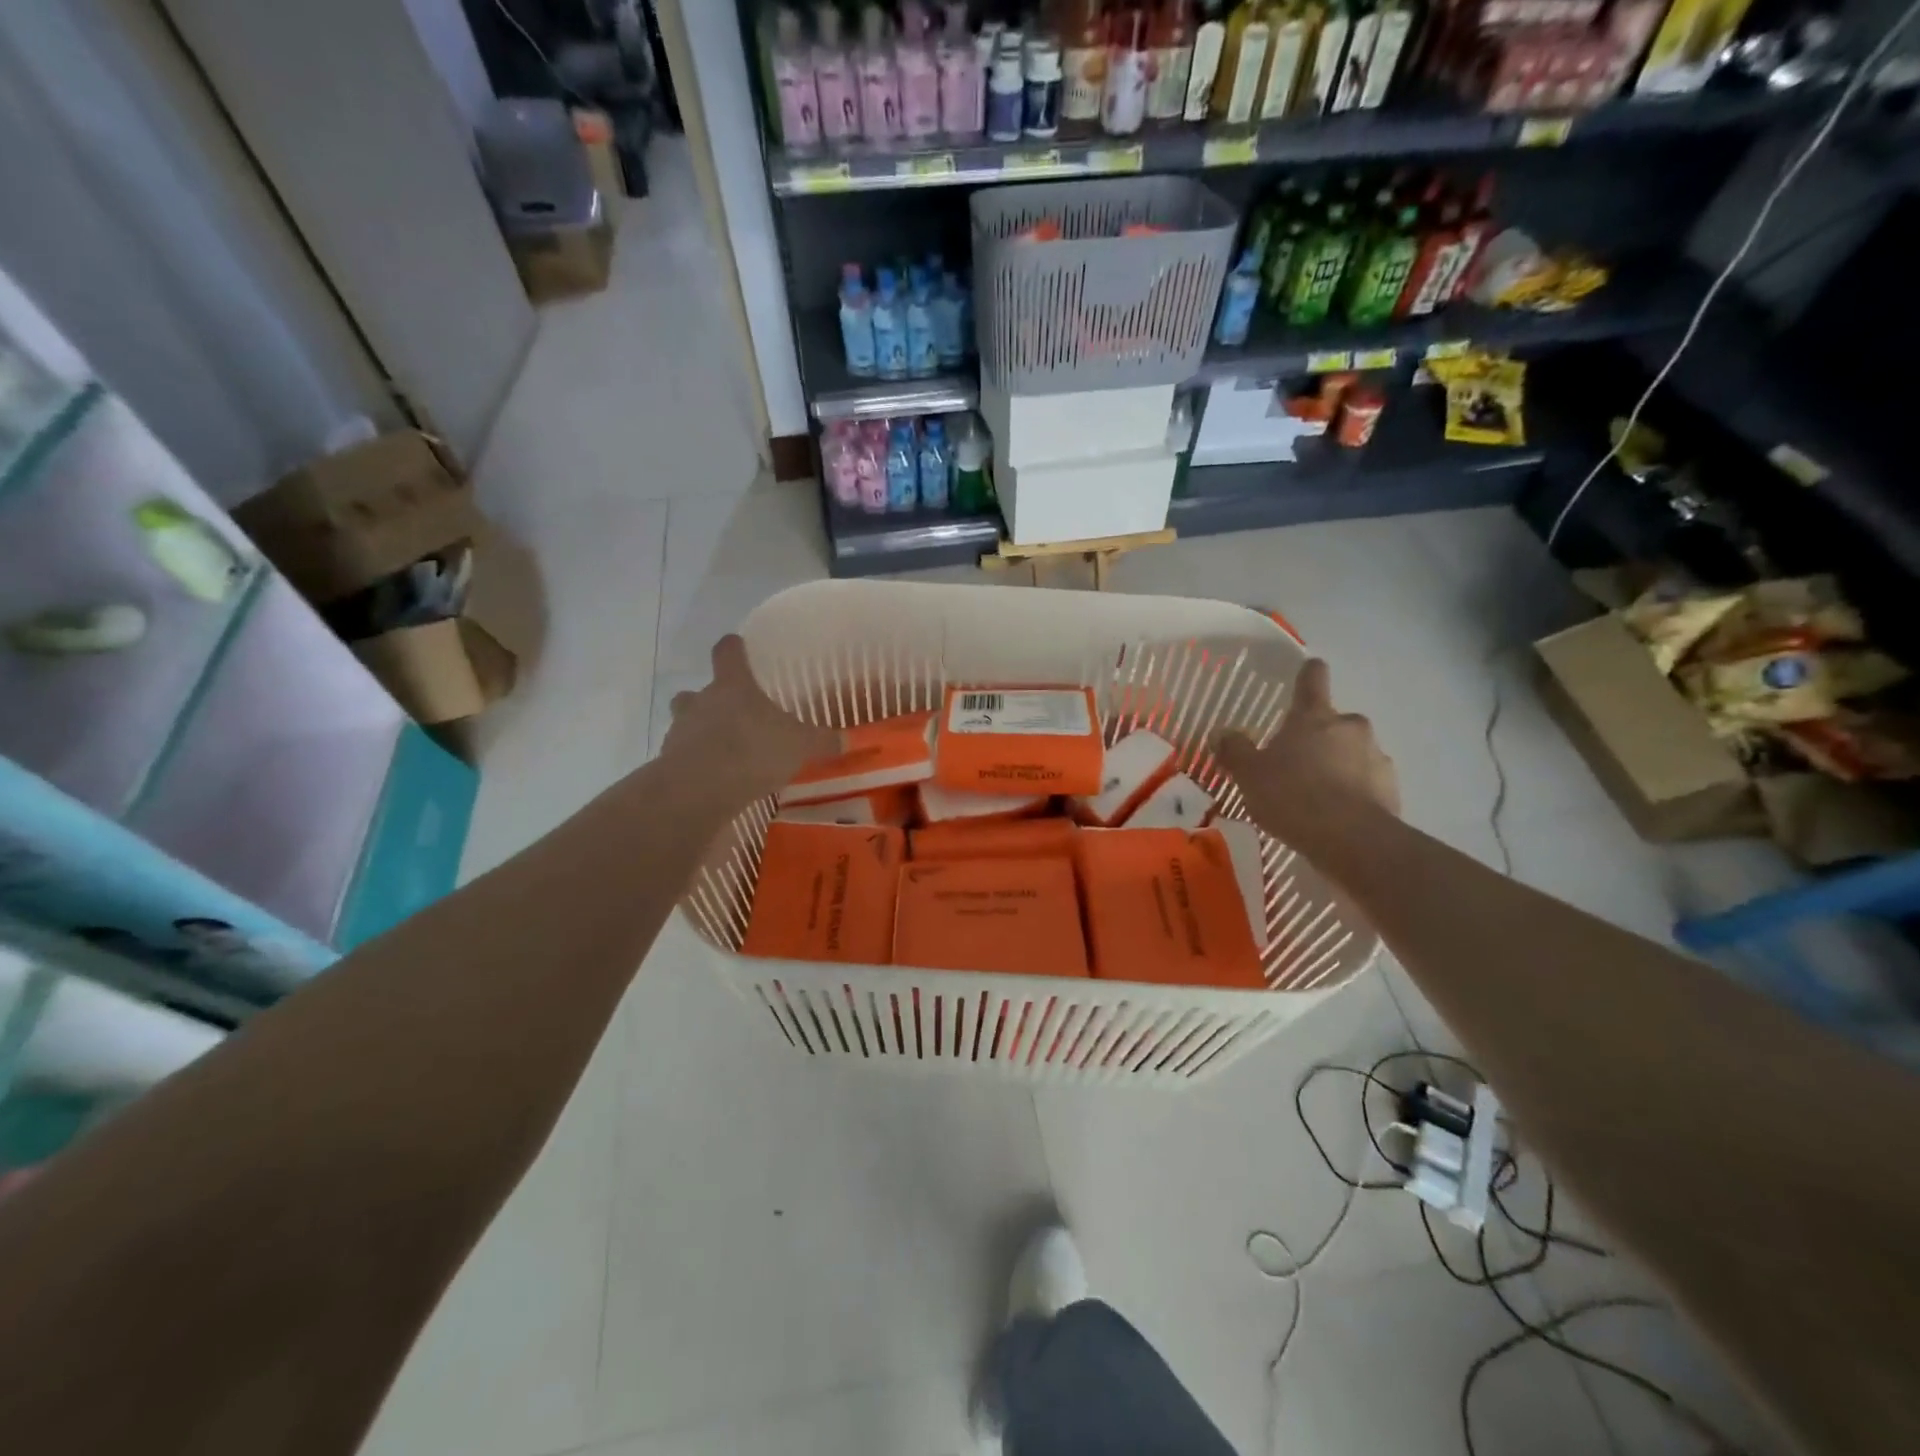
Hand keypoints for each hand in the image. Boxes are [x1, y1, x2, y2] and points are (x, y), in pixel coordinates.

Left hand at [659, 635, 840, 806]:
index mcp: (733, 685)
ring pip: (686, 722)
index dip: (733, 648)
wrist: (699, 790)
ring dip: (701, 732)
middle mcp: (701, 701)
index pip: (727, 652)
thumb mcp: (800, 746)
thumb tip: (849, 740)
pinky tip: (716, 779)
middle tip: (734, 714)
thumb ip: (823, 742)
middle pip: (698, 690)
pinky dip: (696, 764)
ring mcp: (680, 731)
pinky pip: (683, 756)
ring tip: (725, 752)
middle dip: (712, 700)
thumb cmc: (752, 751)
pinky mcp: (668, 762)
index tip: (737, 646)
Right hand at [1213, 658, 1398, 853]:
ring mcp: (1376, 756)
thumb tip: (1221, 732)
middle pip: (1334, 721)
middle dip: (1318, 736)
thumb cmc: (1292, 795)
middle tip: (1295, 762)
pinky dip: (1353, 792)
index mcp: (1313, 716)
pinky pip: (1367, 782)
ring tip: (1314, 795)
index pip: (1312, 678)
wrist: (1351, 840)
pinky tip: (1334, 815)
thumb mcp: (1249, 775)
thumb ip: (1234, 751)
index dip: (1308, 674)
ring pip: (1352, 752)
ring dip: (1337, 764)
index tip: (1306, 673)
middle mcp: (1350, 726)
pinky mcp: (1391, 788)